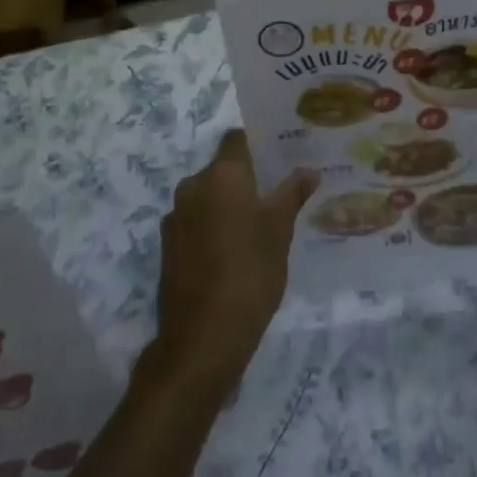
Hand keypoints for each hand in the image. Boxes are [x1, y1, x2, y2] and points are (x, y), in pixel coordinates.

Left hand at [151, 131, 316, 394]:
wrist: (203, 338)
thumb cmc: (250, 272)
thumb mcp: (280, 230)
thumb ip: (292, 194)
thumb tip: (308, 170)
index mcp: (220, 174)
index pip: (237, 139)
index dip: (258, 142)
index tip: (281, 152)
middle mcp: (192, 186)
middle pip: (222, 168)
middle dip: (248, 177)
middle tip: (279, 191)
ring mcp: (175, 217)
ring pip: (209, 197)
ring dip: (230, 203)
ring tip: (261, 223)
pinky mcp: (168, 246)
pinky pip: (197, 222)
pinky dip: (215, 226)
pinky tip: (236, 249)